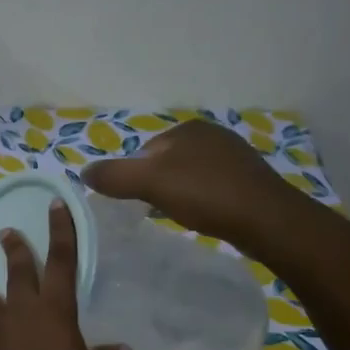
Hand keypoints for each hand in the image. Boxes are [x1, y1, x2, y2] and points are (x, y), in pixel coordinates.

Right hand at [82, 119, 307, 253]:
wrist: (266, 220)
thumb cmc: (205, 195)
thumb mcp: (149, 183)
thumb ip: (113, 175)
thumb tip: (83, 172)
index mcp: (188, 128)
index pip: (144, 150)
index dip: (133, 176)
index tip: (133, 201)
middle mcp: (212, 135)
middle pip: (165, 163)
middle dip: (154, 185)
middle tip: (151, 211)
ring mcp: (233, 157)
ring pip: (188, 176)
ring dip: (176, 194)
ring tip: (175, 216)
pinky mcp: (248, 181)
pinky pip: (209, 188)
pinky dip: (198, 201)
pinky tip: (200, 218)